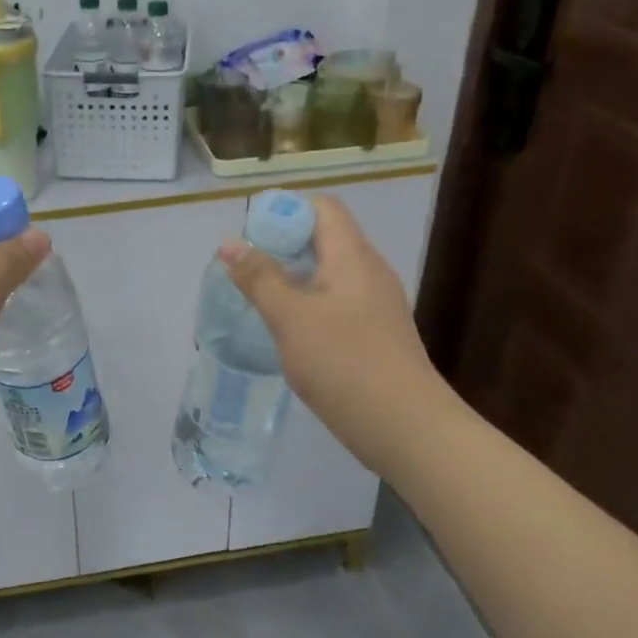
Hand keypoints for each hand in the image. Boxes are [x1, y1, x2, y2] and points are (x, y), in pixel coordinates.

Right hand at [219, 194, 444, 436]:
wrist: (407, 428)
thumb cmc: (345, 363)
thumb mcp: (291, 318)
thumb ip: (259, 278)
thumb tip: (231, 243)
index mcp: (353, 257)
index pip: (322, 208)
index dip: (285, 211)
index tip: (251, 236)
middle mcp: (369, 272)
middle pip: (324, 238)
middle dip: (282, 246)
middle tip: (246, 270)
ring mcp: (375, 305)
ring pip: (328, 273)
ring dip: (292, 277)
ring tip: (258, 299)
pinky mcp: (375, 334)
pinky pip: (336, 302)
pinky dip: (308, 304)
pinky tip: (287, 331)